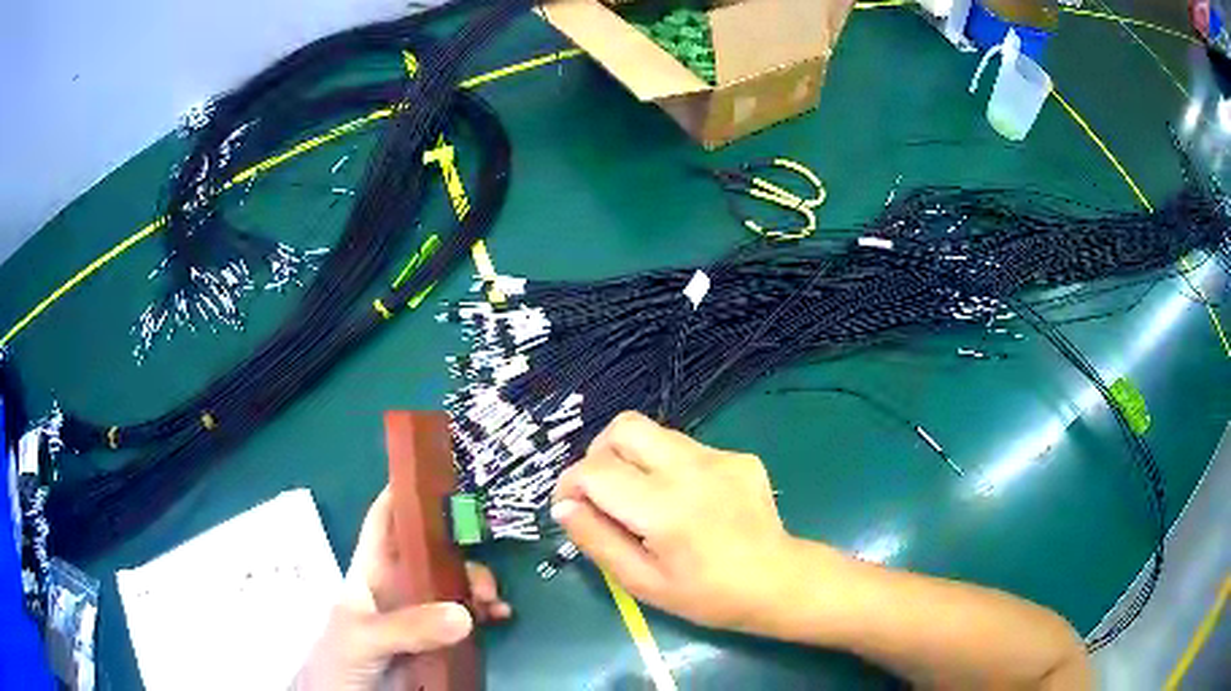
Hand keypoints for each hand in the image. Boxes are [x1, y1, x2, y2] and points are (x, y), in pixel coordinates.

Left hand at [295, 487, 511, 690]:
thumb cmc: (338, 659)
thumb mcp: (363, 637)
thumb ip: (405, 626)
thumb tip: (463, 612)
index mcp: (371, 572)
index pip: (386, 521)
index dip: (405, 493)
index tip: (439, 473)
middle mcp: (399, 587)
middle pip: (433, 551)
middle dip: (460, 550)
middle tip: (481, 573)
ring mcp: (420, 615)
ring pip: (455, 584)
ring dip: (478, 585)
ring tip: (492, 601)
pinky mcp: (438, 641)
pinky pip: (469, 620)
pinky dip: (487, 614)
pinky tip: (500, 617)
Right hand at [551, 411, 799, 631]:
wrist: (779, 582)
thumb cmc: (707, 595)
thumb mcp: (642, 582)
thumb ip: (597, 540)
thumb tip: (563, 507)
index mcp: (663, 507)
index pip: (594, 470)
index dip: (569, 485)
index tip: (570, 508)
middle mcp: (690, 468)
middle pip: (623, 427)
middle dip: (598, 455)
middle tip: (601, 493)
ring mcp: (719, 456)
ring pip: (654, 432)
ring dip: (633, 458)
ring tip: (642, 500)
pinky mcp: (737, 456)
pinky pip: (686, 447)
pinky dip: (667, 466)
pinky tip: (685, 501)